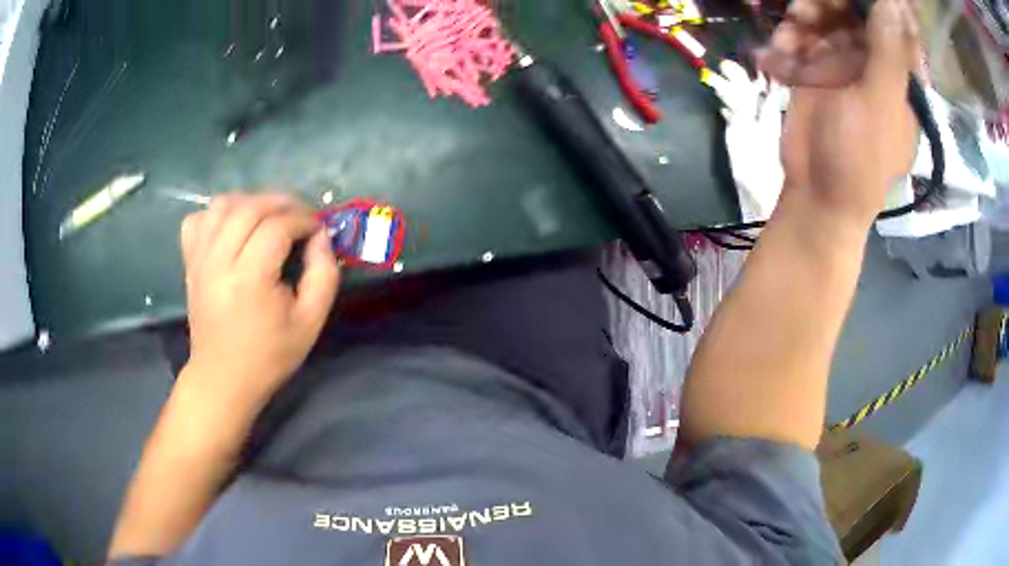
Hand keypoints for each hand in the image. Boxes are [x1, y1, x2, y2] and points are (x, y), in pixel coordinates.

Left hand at [179, 193, 339, 408]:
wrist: (223, 377)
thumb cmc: (269, 355)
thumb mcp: (311, 322)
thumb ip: (324, 275)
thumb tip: (321, 236)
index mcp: (249, 279)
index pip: (277, 226)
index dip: (303, 219)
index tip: (318, 229)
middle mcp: (219, 261)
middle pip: (250, 207)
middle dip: (282, 202)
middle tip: (300, 216)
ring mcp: (199, 259)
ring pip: (222, 204)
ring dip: (251, 201)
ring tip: (269, 216)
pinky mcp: (190, 262)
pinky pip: (198, 219)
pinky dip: (217, 214)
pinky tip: (233, 227)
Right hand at [758, 0, 920, 223]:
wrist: (818, 193)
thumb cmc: (860, 158)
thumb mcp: (879, 105)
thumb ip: (888, 52)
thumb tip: (893, 2)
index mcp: (900, 74)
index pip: (894, 22)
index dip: (875, 4)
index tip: (853, 0)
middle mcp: (873, 61)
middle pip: (855, 12)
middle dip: (831, 4)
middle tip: (808, 9)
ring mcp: (843, 63)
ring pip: (825, 17)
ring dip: (804, 17)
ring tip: (790, 33)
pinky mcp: (815, 68)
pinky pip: (800, 36)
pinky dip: (787, 39)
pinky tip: (780, 53)